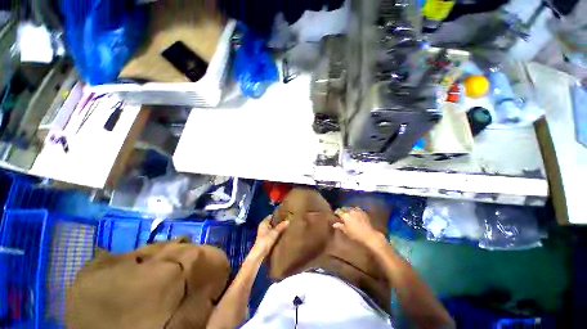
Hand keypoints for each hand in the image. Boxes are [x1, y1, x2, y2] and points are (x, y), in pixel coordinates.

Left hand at [249, 215, 289, 258]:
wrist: (260, 254)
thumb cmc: (266, 240)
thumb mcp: (275, 232)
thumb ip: (281, 226)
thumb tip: (288, 221)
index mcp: (263, 223)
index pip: (271, 216)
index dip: (277, 215)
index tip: (284, 215)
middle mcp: (263, 226)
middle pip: (272, 222)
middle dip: (278, 222)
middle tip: (287, 220)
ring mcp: (264, 233)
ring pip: (272, 228)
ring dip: (278, 228)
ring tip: (286, 226)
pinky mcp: (265, 239)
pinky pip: (272, 233)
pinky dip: (276, 233)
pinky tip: (282, 233)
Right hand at [333, 207, 386, 250]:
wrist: (370, 235)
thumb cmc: (356, 235)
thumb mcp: (346, 231)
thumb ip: (340, 226)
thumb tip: (334, 224)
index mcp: (345, 215)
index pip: (338, 211)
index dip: (336, 213)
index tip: (336, 215)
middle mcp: (350, 211)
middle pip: (344, 208)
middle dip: (343, 211)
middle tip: (342, 216)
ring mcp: (357, 210)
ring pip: (350, 208)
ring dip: (349, 210)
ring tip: (349, 214)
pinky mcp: (363, 212)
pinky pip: (357, 209)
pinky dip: (355, 211)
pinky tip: (356, 214)